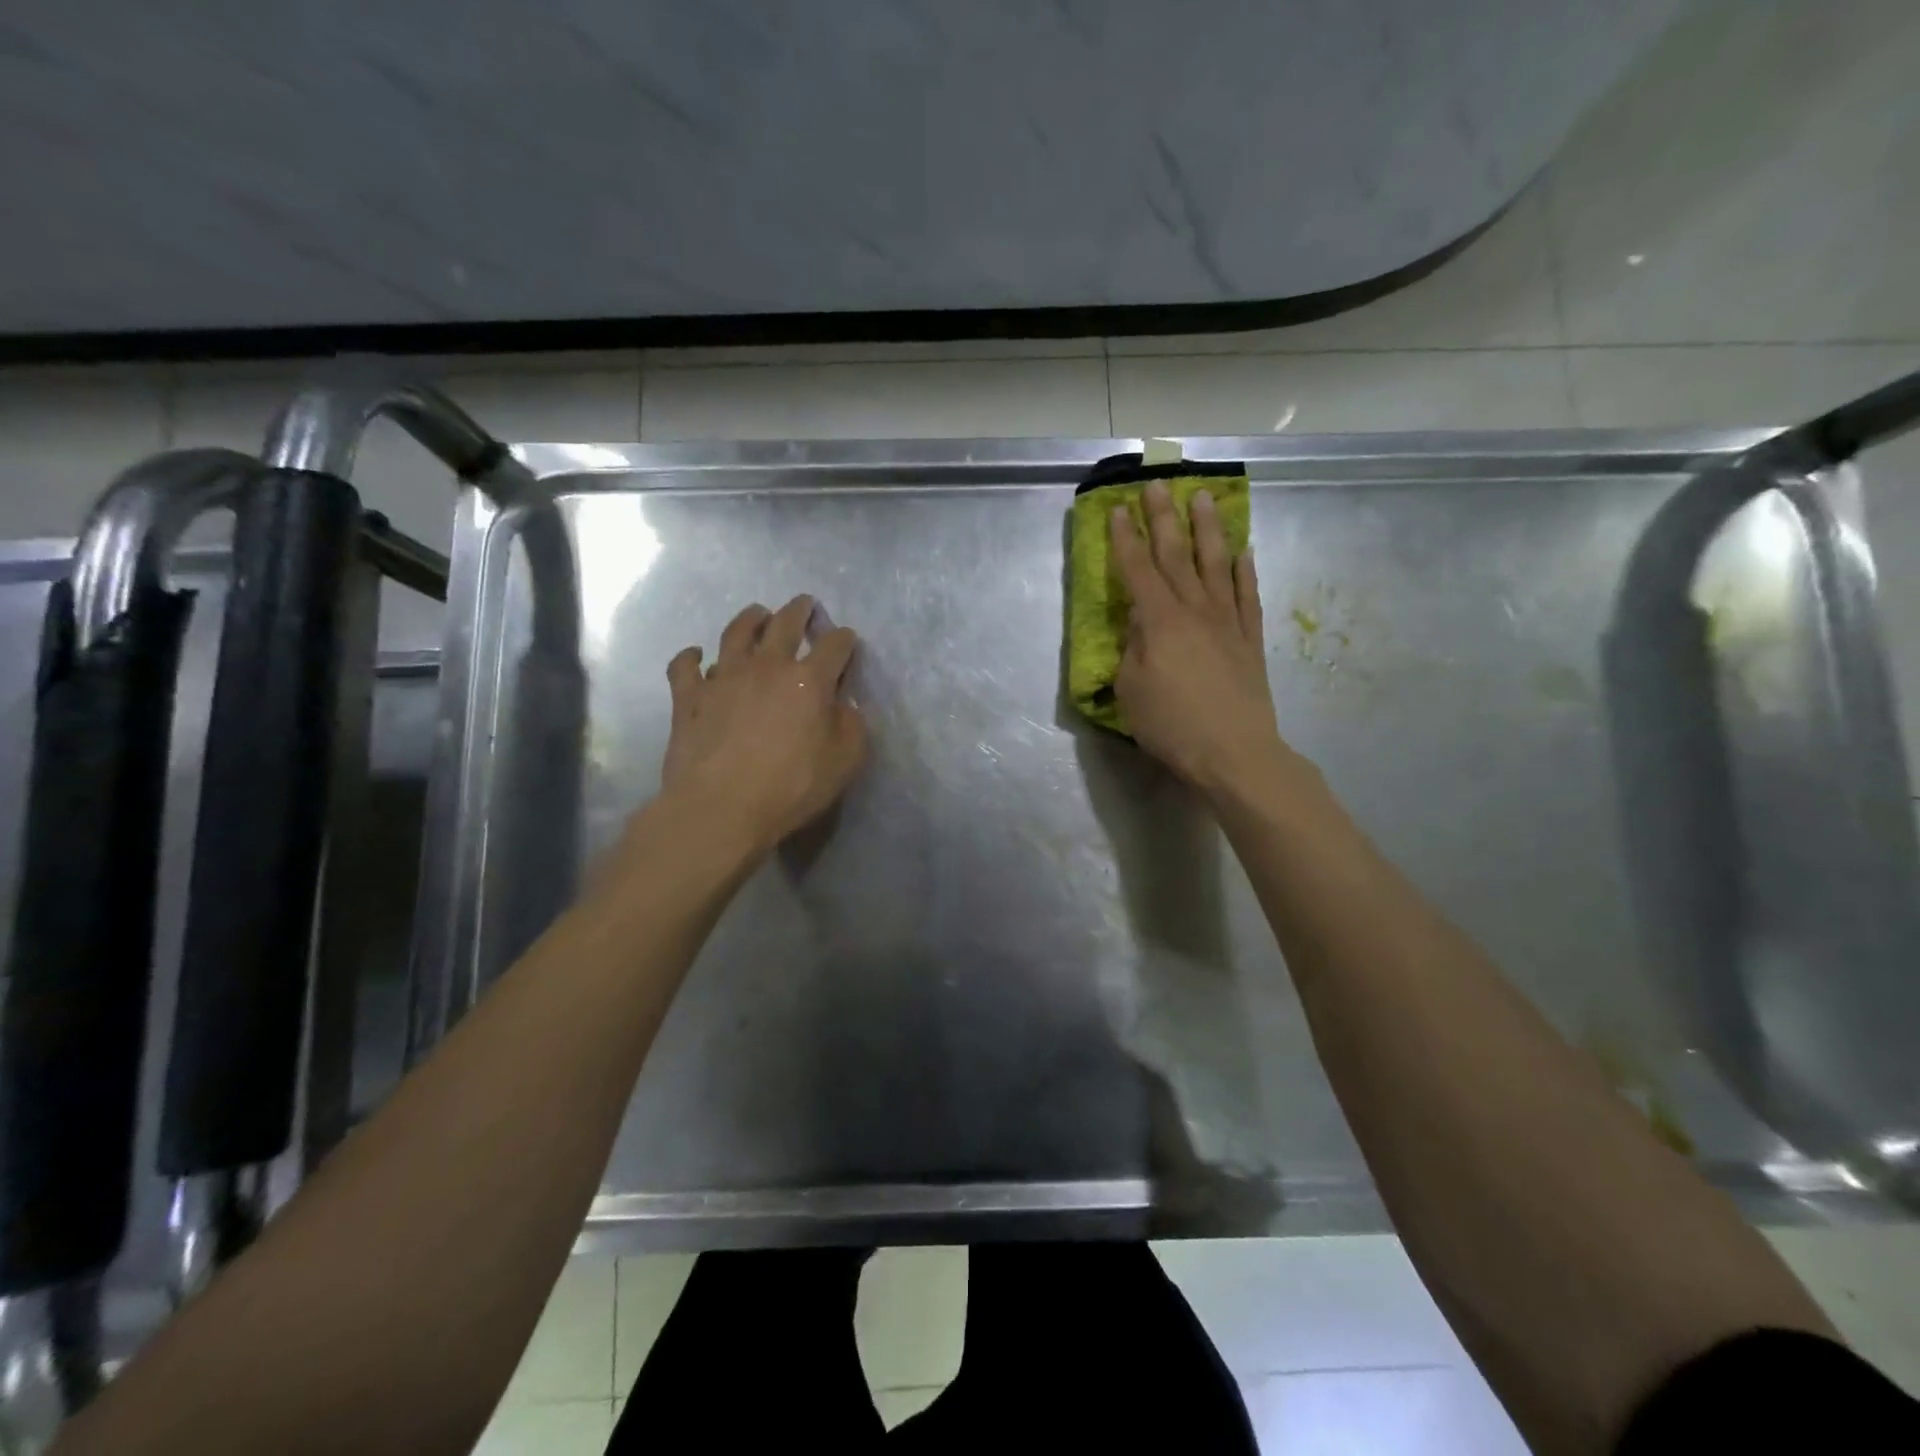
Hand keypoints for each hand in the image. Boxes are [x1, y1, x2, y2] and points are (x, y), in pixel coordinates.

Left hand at [659, 596, 867, 856]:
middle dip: (799, 610)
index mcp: (809, 680)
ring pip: (736, 633)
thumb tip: (845, 705)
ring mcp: (723, 677)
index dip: (844, 639)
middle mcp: (767, 667)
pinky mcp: (689, 697)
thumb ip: (851, 726)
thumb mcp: (844, 762)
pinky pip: (686, 666)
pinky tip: (696, 656)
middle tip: (804, 604)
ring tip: (758, 614)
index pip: (834, 646)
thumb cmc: (791, 787)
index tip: (847, 639)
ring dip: (750, 618)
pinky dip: (691, 657)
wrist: (720, 807)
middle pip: (785, 624)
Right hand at [1109, 481, 1291, 796]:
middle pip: (1176, 554)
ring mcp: (1227, 621)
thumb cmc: (1172, 725)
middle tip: (1158, 484)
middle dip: (1164, 517)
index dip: (1125, 539)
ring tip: (1205, 497)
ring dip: (1208, 529)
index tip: (1117, 509)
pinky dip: (1245, 570)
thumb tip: (1139, 623)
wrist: (1235, 752)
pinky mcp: (1250, 639)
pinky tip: (1243, 551)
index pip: (1137, 570)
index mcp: (1159, 621)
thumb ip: (1132, 649)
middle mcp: (1194, 609)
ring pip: (1216, 564)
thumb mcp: (1131, 690)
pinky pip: (1247, 595)